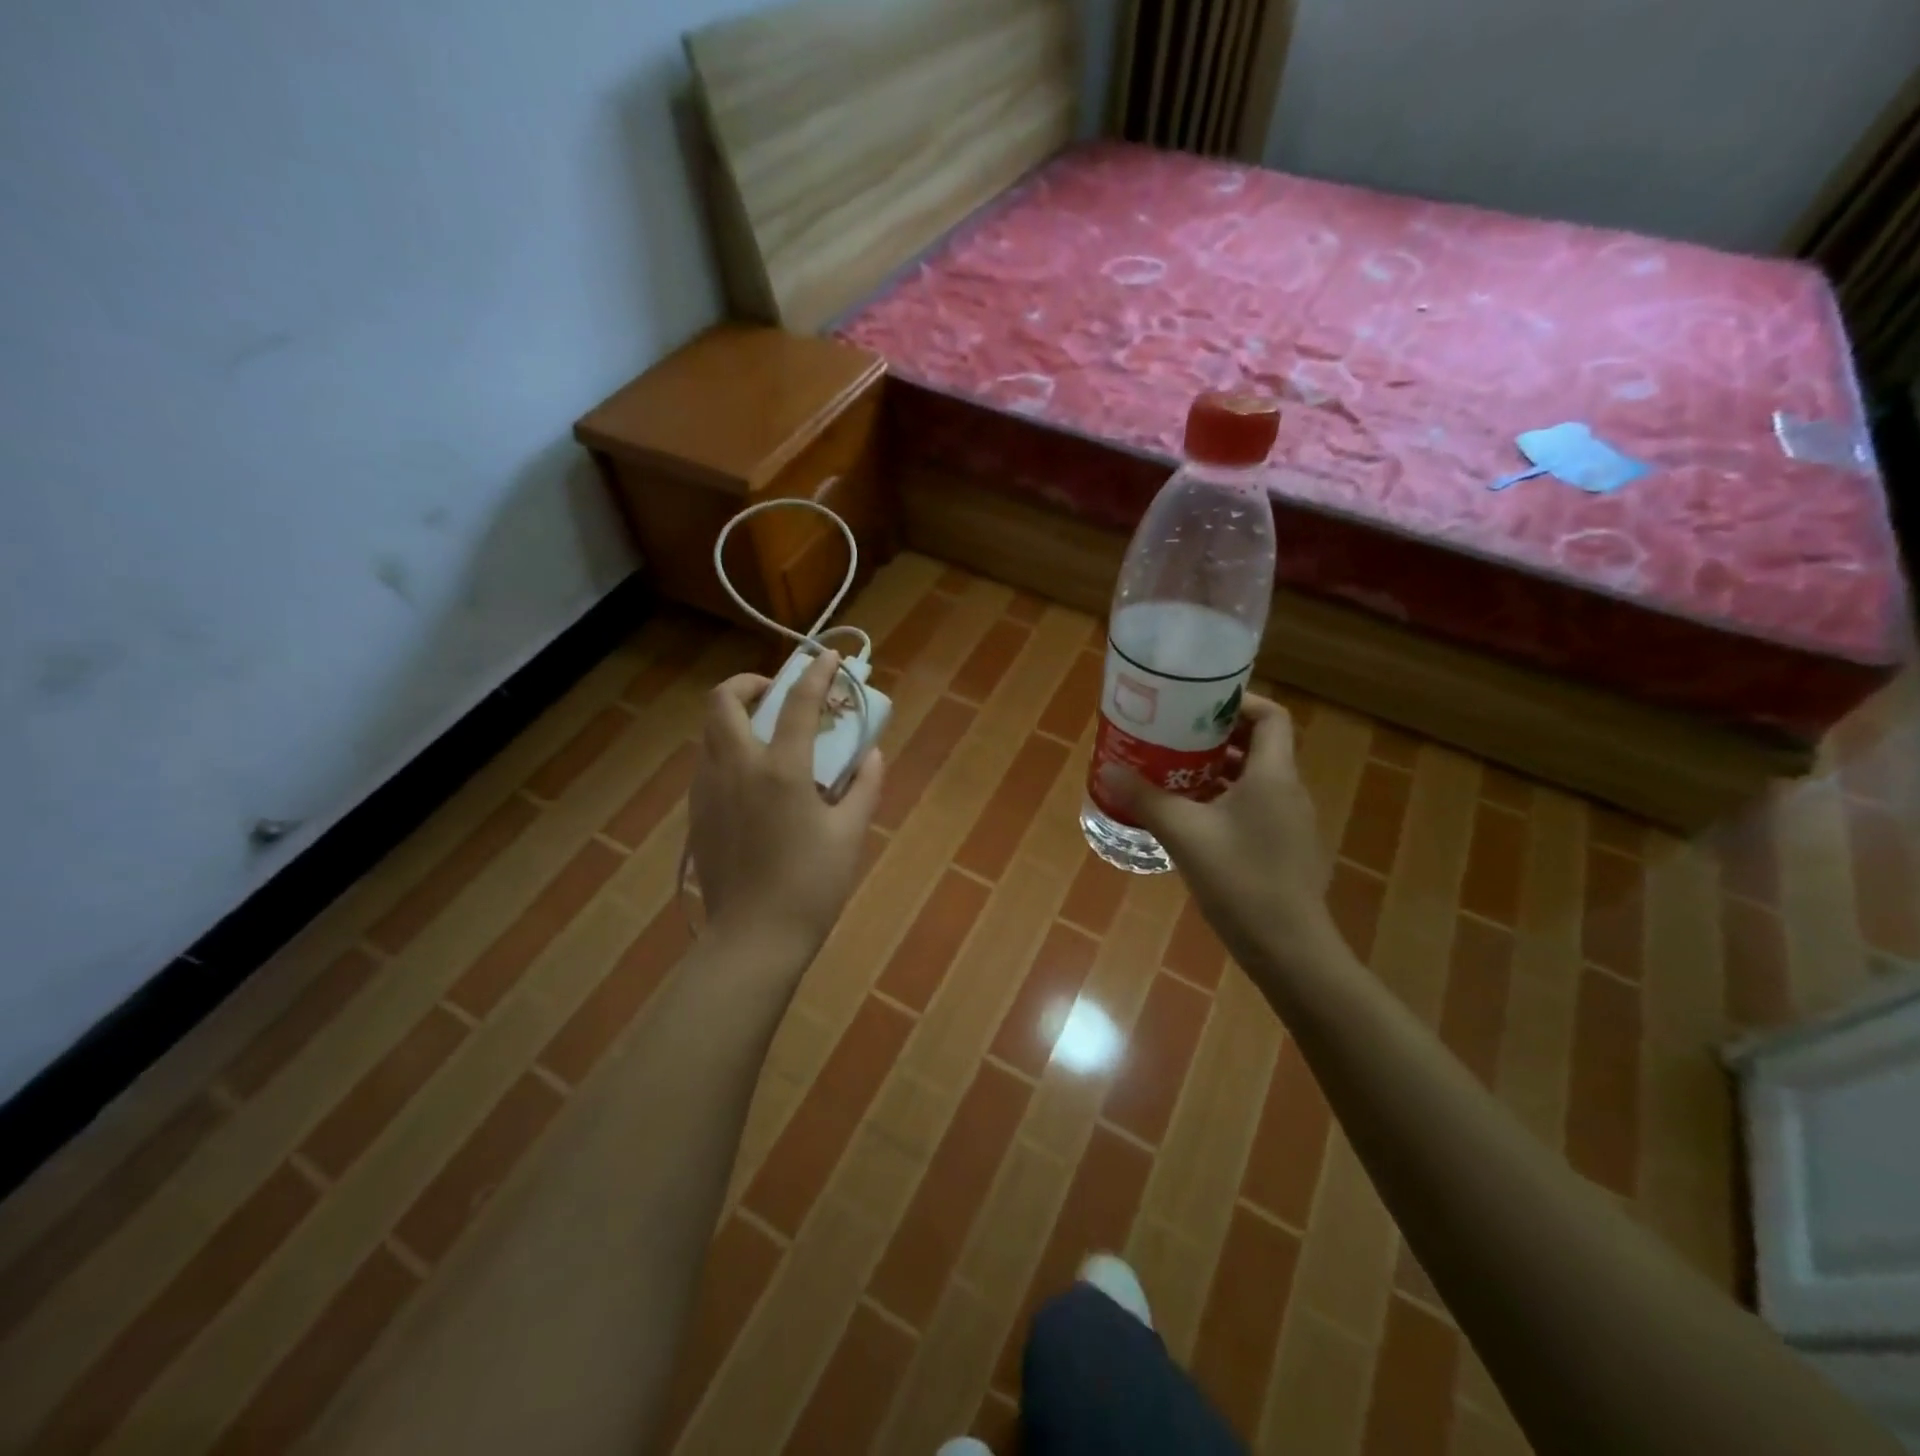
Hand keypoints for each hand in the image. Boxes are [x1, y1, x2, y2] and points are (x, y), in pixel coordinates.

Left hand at [688, 650, 884, 959]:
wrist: (753, 939)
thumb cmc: (811, 887)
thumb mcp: (851, 834)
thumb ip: (864, 785)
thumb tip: (871, 752)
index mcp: (781, 770)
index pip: (799, 703)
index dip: (817, 673)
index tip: (828, 656)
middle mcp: (736, 768)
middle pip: (723, 700)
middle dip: (750, 683)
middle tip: (778, 694)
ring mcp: (709, 789)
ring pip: (709, 730)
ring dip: (735, 716)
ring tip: (766, 733)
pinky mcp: (697, 812)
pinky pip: (706, 762)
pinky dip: (727, 749)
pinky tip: (752, 778)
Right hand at [1098, 694, 1335, 972]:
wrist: (1288, 948)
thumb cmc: (1239, 880)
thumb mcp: (1184, 834)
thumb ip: (1145, 798)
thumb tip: (1108, 769)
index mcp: (1273, 775)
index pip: (1271, 716)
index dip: (1239, 702)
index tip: (1197, 705)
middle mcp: (1288, 791)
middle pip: (1259, 746)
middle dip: (1215, 737)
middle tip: (1173, 737)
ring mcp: (1290, 822)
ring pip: (1254, 780)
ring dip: (1217, 771)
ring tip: (1173, 773)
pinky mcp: (1284, 849)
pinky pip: (1254, 808)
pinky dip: (1224, 801)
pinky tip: (1191, 820)